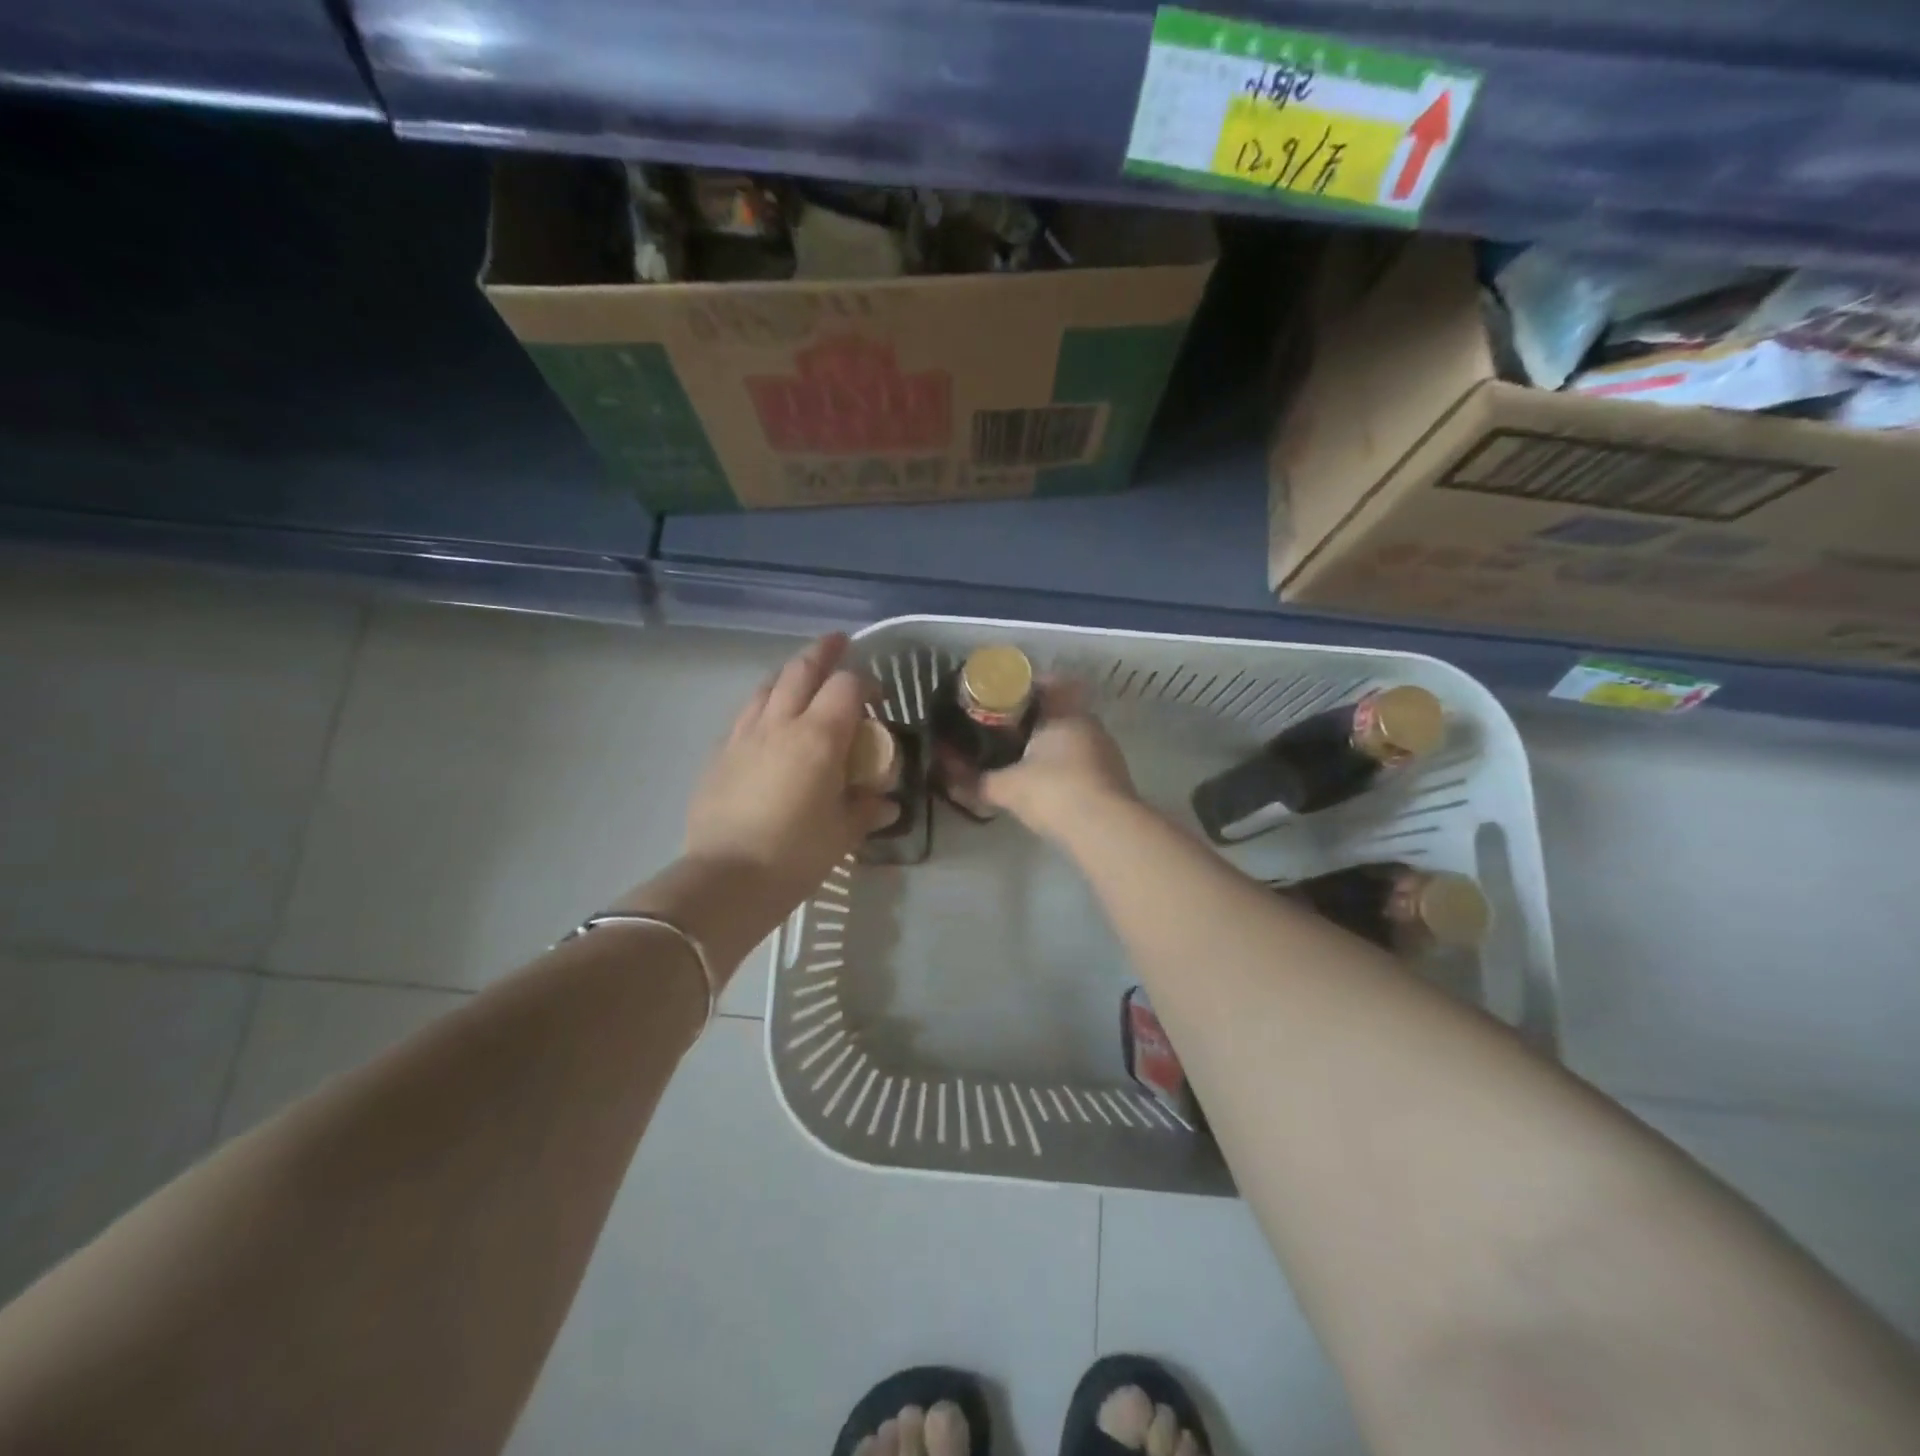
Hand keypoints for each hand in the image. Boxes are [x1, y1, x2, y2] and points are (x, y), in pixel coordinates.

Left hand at [684, 634, 892, 906]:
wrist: (727, 878)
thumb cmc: (796, 854)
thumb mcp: (844, 832)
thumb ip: (867, 807)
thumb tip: (886, 802)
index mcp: (818, 736)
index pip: (847, 686)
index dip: (867, 683)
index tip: (879, 699)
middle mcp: (780, 722)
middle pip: (802, 669)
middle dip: (824, 652)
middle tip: (839, 644)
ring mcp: (743, 734)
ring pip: (768, 685)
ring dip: (790, 673)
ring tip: (802, 677)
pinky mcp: (720, 753)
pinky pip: (746, 713)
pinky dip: (764, 704)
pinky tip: (768, 722)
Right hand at [980, 684, 1137, 842]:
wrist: (1106, 830)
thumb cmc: (1053, 792)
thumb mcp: (1006, 787)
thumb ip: (975, 781)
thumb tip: (945, 775)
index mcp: (1064, 713)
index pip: (1047, 683)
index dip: (1023, 688)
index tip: (1000, 699)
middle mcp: (1089, 724)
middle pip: (1059, 710)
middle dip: (1033, 719)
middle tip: (1004, 730)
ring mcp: (1105, 751)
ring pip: (1072, 737)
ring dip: (1050, 744)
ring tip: (1021, 758)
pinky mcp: (1113, 778)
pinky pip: (1082, 761)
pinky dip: (1064, 767)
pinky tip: (1047, 784)